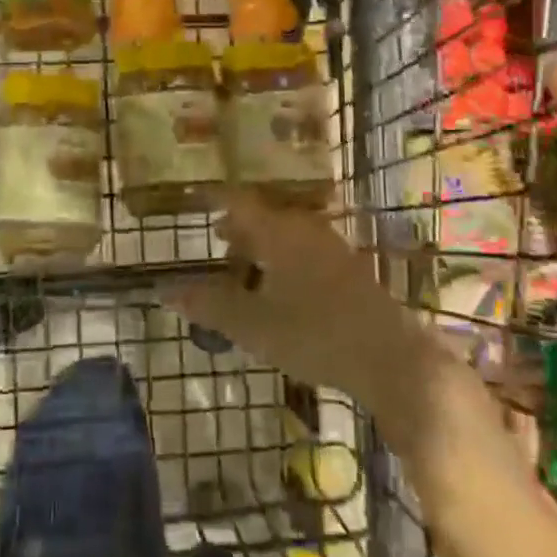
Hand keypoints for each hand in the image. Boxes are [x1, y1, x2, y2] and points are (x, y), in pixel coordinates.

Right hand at [165, 191, 431, 413]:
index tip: (193, 198)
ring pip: (286, 232)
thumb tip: (164, 291)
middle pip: (265, 214)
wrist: (392, 358)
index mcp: (280, 231)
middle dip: (238, 225)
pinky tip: (280, 288)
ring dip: (262, 244)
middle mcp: (306, 228)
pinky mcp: (348, 268)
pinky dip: (283, 258)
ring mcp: (331, 247)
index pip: (238, 200)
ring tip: (244, 267)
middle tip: (215, 238)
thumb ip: (209, 305)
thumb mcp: (253, 325)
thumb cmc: (315, 335)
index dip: (214, 198)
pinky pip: (304, 249)